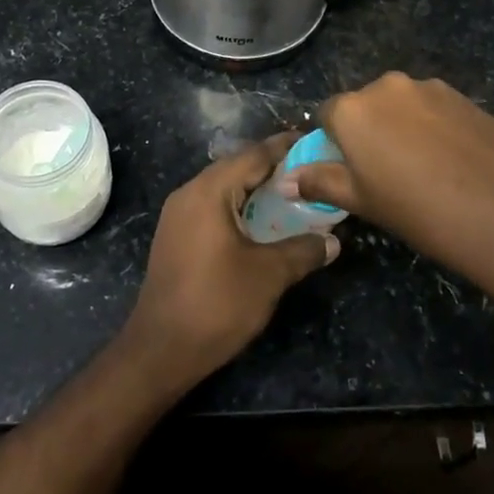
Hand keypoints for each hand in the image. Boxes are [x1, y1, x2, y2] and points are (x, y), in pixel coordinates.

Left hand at [125, 134, 339, 386]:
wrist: (160, 350)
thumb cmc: (216, 304)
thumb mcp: (269, 276)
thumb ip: (303, 250)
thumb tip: (333, 241)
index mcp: (209, 191)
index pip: (254, 155)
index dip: (286, 148)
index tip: (316, 143)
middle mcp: (189, 193)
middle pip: (238, 168)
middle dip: (274, 169)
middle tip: (311, 173)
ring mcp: (178, 215)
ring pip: (225, 189)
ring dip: (256, 191)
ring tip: (293, 197)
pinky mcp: (176, 236)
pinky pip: (213, 208)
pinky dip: (239, 208)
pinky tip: (262, 225)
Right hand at [283, 72, 493, 294]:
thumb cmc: (420, 212)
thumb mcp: (362, 202)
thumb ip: (320, 182)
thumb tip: (286, 179)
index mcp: (353, 108)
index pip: (326, 116)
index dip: (334, 144)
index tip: (350, 172)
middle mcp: (387, 86)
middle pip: (365, 106)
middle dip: (368, 133)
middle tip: (387, 175)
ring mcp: (431, 88)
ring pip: (402, 106)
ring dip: (402, 129)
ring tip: (425, 171)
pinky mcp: (466, 97)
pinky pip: (434, 110)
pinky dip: (433, 129)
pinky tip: (453, 163)